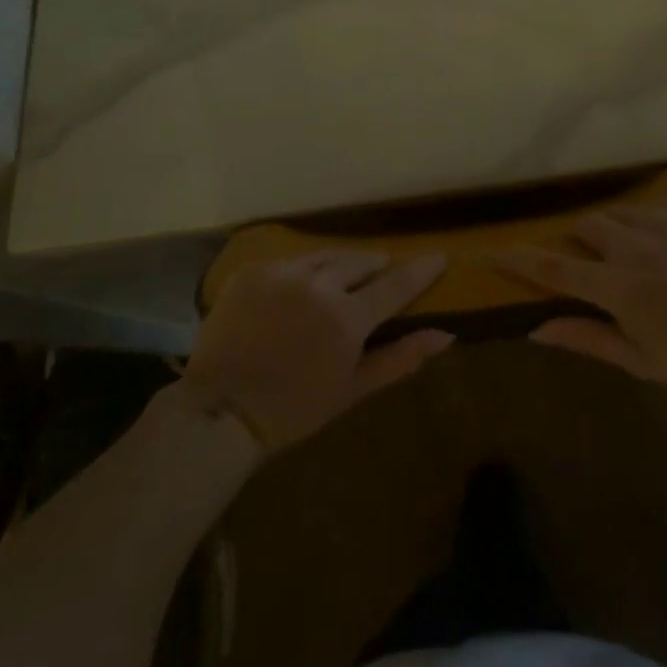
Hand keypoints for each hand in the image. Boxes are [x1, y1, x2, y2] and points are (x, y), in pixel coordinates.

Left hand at [184, 251, 452, 453]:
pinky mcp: (254, 271)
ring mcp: (283, 274)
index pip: (395, 285)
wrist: (220, 411)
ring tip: (347, 273)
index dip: (420, 270)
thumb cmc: (293, 409)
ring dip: (343, 262)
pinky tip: (302, 286)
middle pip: (361, 262)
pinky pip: (291, 261)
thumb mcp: (352, 390)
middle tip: (382, 273)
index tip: (439, 257)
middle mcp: (319, 285)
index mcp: (347, 318)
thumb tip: (446, 335)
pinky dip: (305, 270)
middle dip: (376, 266)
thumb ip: (400, 358)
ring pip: (327, 255)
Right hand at [493, 200, 666, 387]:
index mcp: (616, 284)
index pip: (554, 266)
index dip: (519, 259)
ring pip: (619, 213)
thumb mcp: (642, 361)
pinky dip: (648, 222)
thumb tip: (538, 329)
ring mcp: (662, 220)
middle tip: (591, 260)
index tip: (492, 250)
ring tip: (630, 249)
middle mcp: (632, 243)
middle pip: (586, 227)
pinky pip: (654, 206)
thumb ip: (588, 338)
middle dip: (578, 240)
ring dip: (612, 229)